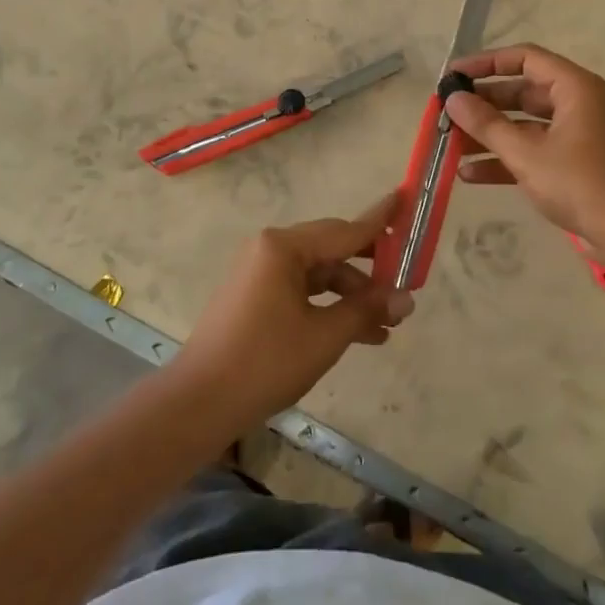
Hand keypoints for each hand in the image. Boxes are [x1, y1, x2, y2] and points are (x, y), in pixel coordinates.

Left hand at [177, 192, 412, 424]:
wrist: (199, 404)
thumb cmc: (265, 362)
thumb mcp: (325, 336)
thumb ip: (366, 310)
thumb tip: (406, 299)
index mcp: (284, 247)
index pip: (344, 230)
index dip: (380, 220)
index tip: (405, 200)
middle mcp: (270, 250)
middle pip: (332, 250)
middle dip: (370, 269)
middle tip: (405, 279)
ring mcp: (260, 274)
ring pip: (319, 275)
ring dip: (351, 296)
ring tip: (386, 325)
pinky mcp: (255, 297)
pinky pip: (302, 291)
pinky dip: (328, 307)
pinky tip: (357, 333)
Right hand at [444, 45, 604, 245]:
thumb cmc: (579, 182)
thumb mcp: (526, 153)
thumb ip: (486, 124)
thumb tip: (453, 98)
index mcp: (573, 87)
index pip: (524, 58)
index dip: (486, 63)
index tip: (453, 76)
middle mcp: (576, 103)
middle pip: (521, 91)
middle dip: (483, 103)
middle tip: (447, 112)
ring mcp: (575, 134)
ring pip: (523, 124)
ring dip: (489, 134)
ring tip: (450, 144)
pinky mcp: (572, 163)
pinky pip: (532, 150)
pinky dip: (505, 158)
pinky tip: (469, 174)